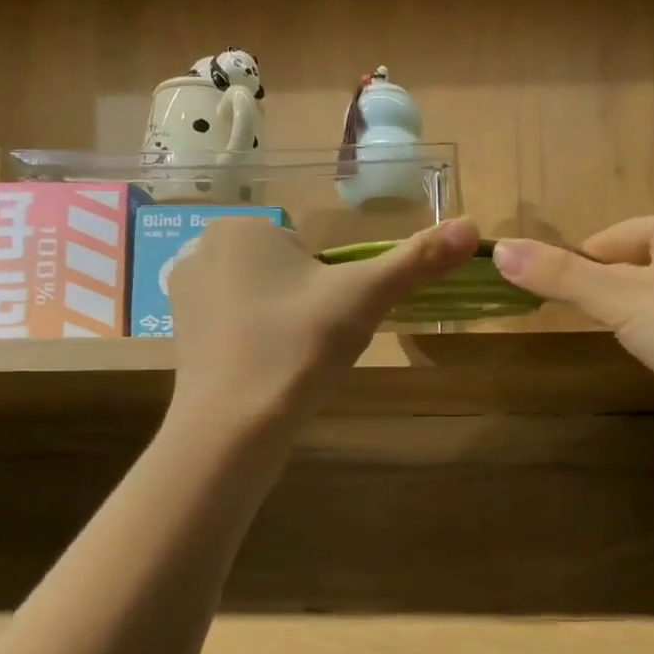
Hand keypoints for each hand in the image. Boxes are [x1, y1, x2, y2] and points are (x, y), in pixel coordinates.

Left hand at [169, 216, 479, 427]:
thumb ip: (417, 260)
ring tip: (291, 362)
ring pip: (263, 301)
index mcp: (241, 226)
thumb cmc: (298, 347)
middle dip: (308, 306)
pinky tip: (266, 374)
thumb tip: (473, 226)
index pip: (311, 249)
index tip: (328, 322)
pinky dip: (258, 346)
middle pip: (287, 273)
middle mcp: (202, 249)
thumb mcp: (365, 298)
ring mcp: (184, 294)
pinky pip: (237, 328)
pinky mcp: (180, 335)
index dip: (331, 288)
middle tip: (313, 344)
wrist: (233, 427)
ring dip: (285, 326)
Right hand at [492, 208, 653, 433]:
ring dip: (640, 319)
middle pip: (632, 265)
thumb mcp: (620, 301)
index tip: (568, 311)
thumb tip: (499, 249)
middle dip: (612, 299)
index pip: (605, 240)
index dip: (579, 273)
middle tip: (609, 333)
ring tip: (644, 348)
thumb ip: (561, 276)